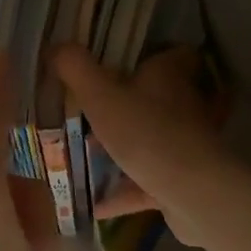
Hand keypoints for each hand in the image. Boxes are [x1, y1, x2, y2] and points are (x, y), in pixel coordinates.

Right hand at [49, 44, 231, 245]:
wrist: (194, 194)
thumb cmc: (146, 133)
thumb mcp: (100, 95)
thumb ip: (75, 68)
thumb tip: (56, 45)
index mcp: (167, 77)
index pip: (171, 54)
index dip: (150, 53)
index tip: (121, 58)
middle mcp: (182, 106)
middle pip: (155, 98)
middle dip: (124, 103)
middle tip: (89, 107)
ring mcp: (184, 146)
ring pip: (149, 140)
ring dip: (122, 148)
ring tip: (85, 153)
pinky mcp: (183, 181)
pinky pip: (147, 182)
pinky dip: (123, 191)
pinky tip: (95, 204)